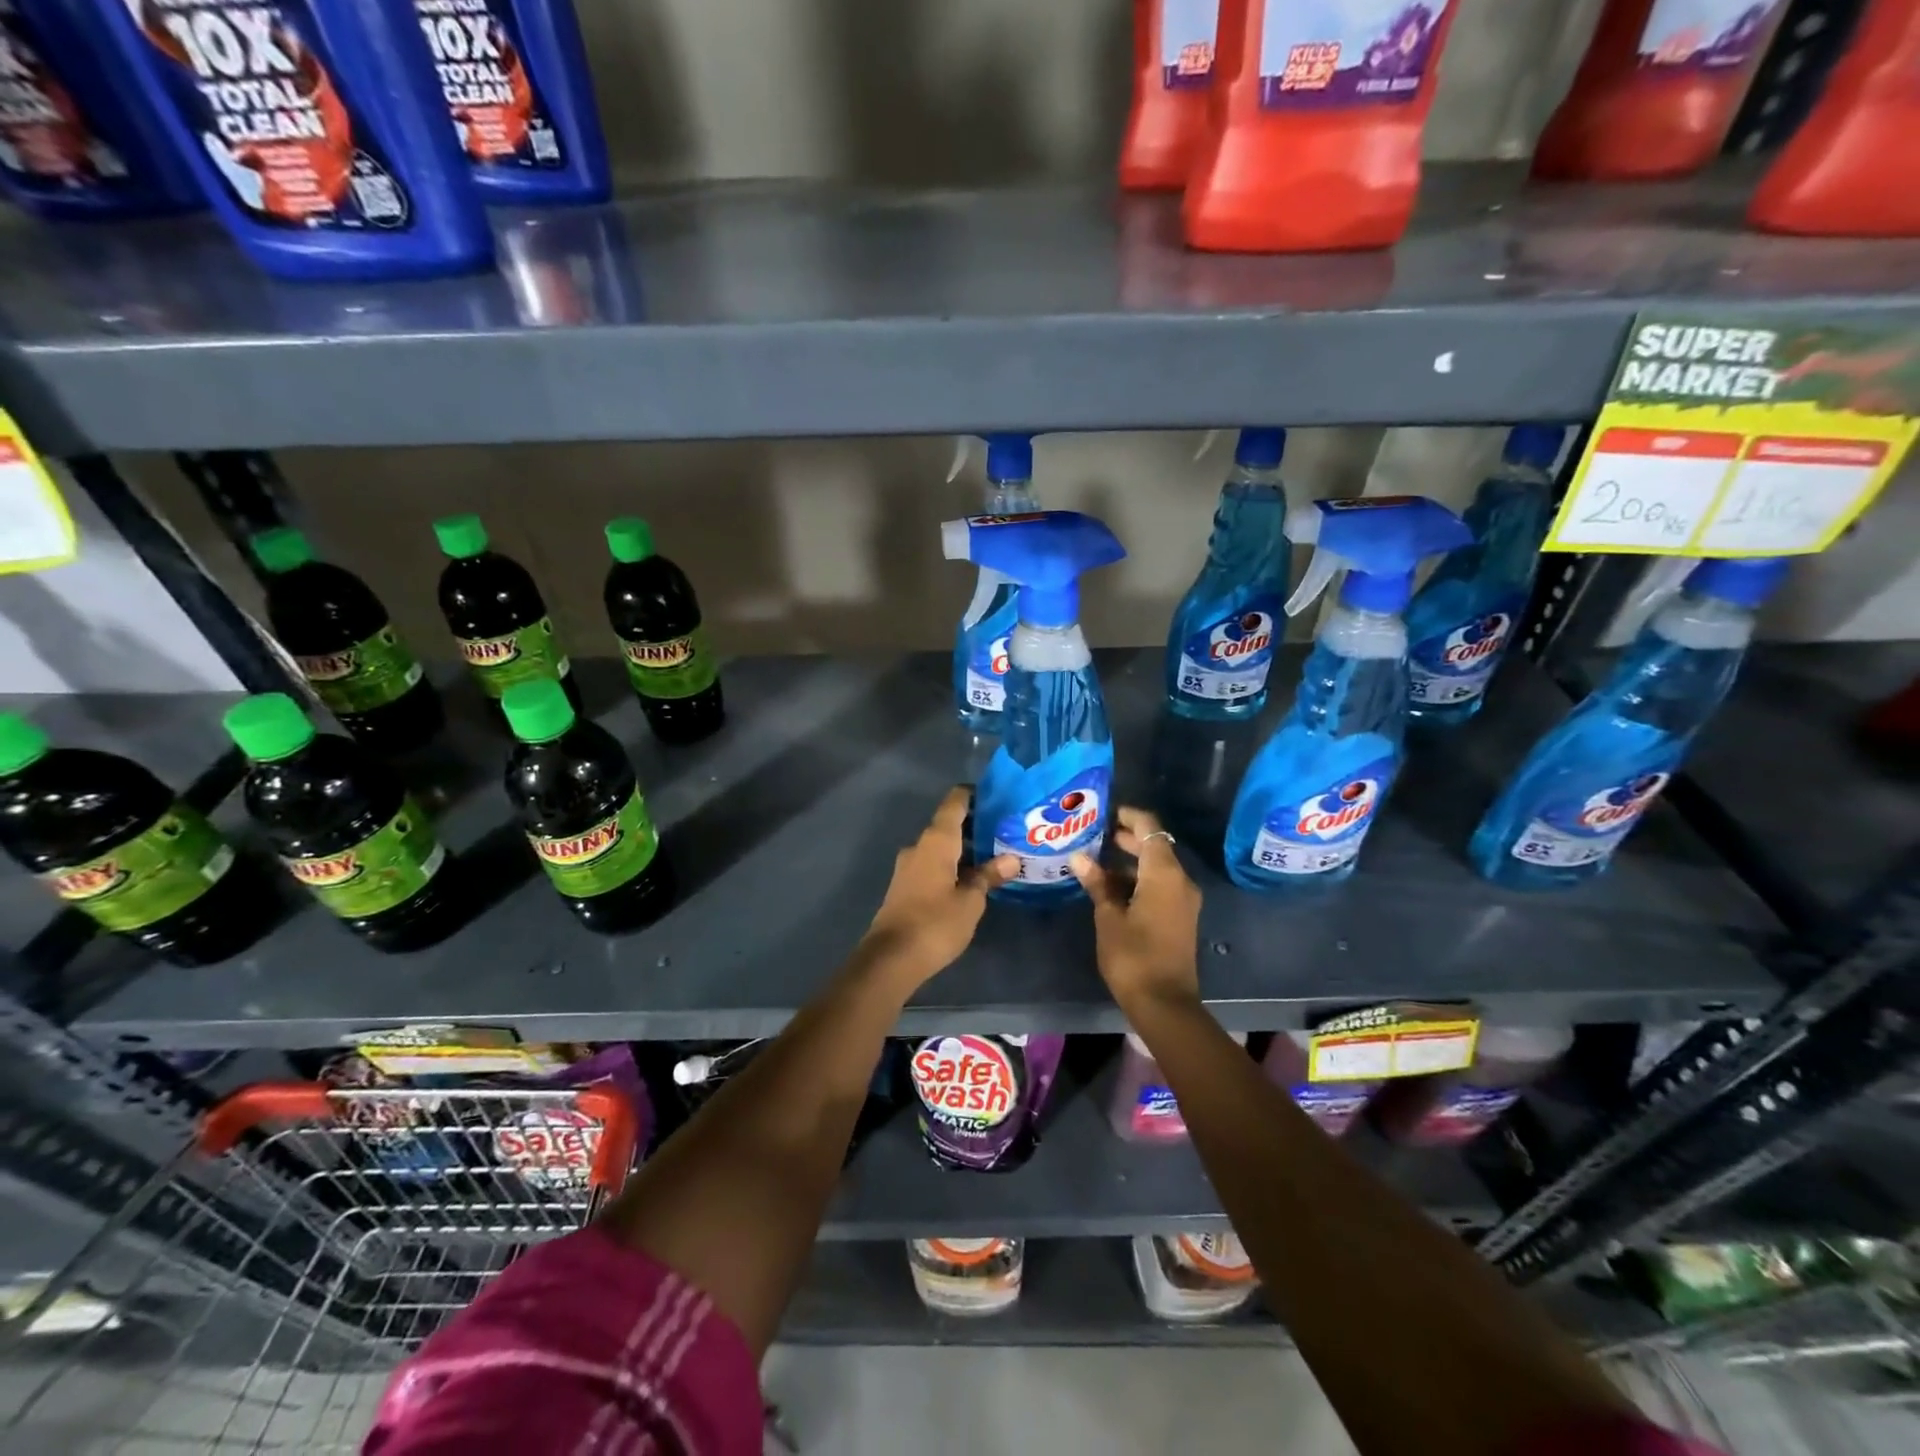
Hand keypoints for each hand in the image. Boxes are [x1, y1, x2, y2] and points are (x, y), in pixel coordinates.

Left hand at [860, 787, 1017, 986]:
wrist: (891, 959)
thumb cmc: (936, 923)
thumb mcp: (971, 900)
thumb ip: (989, 876)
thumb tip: (1010, 859)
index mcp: (936, 841)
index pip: (954, 803)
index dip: (973, 795)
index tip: (996, 796)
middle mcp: (919, 846)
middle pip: (948, 825)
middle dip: (975, 827)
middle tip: (1005, 831)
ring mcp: (908, 867)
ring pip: (940, 848)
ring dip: (964, 849)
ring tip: (994, 856)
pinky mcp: (905, 887)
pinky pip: (932, 865)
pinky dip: (952, 865)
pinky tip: (971, 879)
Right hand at [1069, 806, 1202, 1013]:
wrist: (1164, 1003)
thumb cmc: (1133, 956)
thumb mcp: (1109, 917)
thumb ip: (1097, 883)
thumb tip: (1079, 857)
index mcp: (1164, 874)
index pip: (1150, 828)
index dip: (1129, 816)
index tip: (1104, 811)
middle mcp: (1180, 880)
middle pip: (1155, 845)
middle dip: (1126, 837)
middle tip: (1093, 833)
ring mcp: (1183, 899)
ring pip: (1156, 867)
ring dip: (1130, 860)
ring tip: (1095, 858)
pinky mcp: (1180, 916)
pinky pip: (1160, 885)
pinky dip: (1138, 879)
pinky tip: (1110, 886)